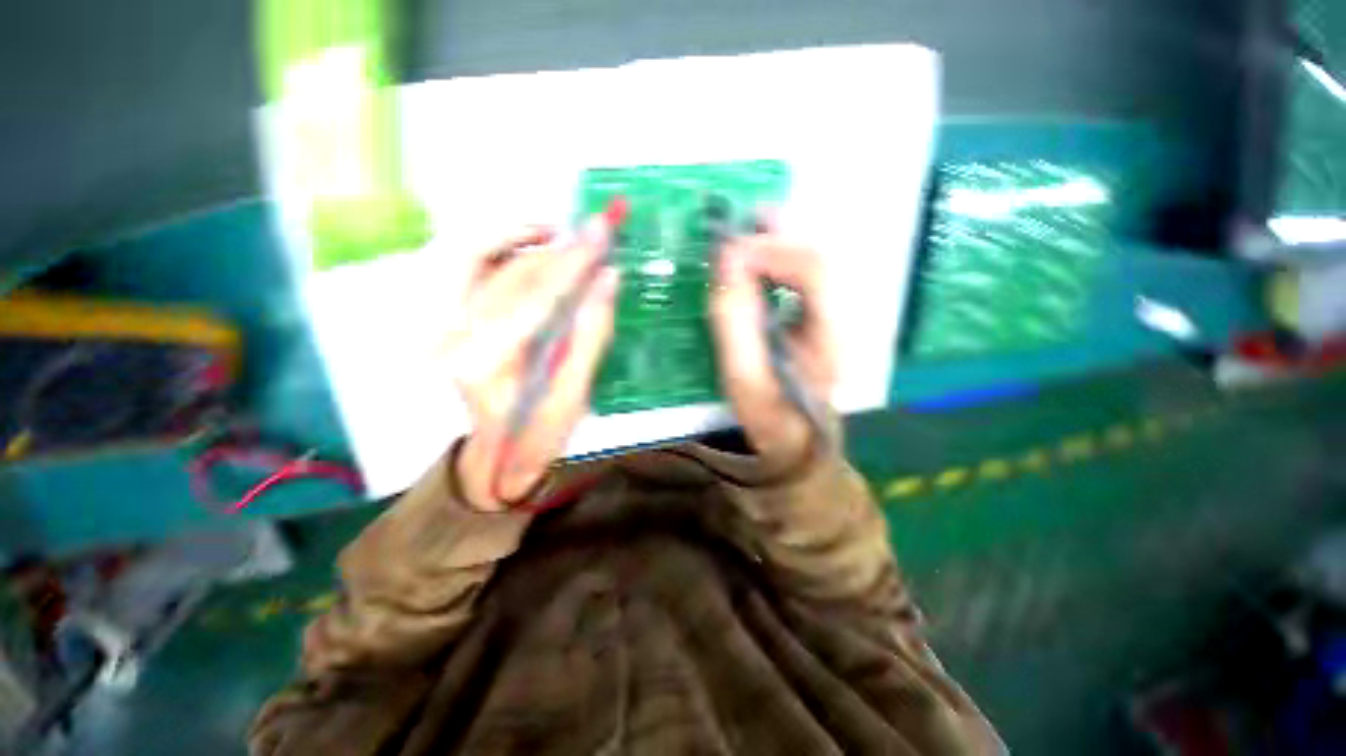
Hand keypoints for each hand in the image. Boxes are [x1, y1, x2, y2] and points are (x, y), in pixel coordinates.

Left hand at [445, 219, 619, 509]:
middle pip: (510, 271)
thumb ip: (591, 336)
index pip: (538, 294)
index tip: (603, 228)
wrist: (487, 459)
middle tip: (594, 230)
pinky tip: (526, 250)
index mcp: (487, 363)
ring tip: (557, 236)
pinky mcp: (436, 321)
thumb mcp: (574, 398)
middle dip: (559, 247)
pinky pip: (460, 267)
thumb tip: (608, 280)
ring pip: (473, 255)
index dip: (575, 260)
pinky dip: (493, 247)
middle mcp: (450, 335)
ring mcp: (435, 324)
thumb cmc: (535, 437)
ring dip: (518, 236)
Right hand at [709, 231, 837, 469]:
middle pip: (815, 257)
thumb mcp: (745, 374)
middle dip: (775, 235)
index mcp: (830, 333)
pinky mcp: (815, 318)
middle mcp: (839, 316)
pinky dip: (771, 262)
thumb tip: (727, 259)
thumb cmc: (769, 414)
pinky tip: (750, 263)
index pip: (813, 269)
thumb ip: (735, 318)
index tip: (728, 251)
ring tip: (740, 236)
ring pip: (807, 262)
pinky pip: (797, 277)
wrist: (794, 440)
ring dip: (773, 244)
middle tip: (736, 226)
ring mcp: (829, 316)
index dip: (771, 250)